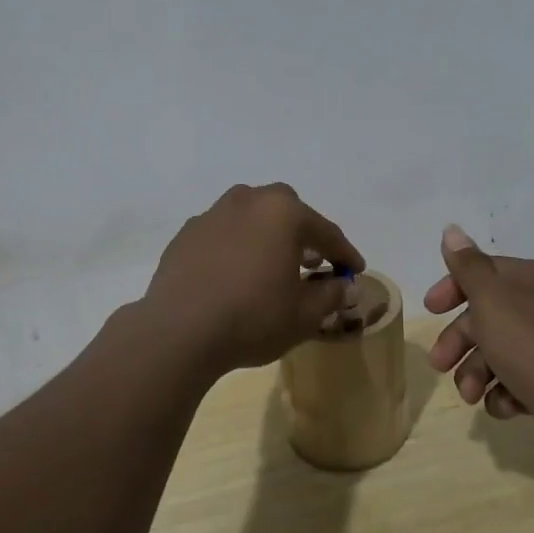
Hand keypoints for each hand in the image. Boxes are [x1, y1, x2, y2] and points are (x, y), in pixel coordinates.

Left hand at [143, 184, 366, 373]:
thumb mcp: (304, 314)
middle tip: (312, 261)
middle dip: (303, 233)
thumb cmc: (252, 318)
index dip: (344, 253)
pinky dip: (236, 246)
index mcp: (283, 213)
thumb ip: (331, 295)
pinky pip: (222, 232)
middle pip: (285, 210)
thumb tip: (346, 286)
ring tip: (272, 264)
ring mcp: (212, 214)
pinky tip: (235, 273)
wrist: (179, 331)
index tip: (355, 270)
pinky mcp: (185, 234)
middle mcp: (247, 201)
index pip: (325, 231)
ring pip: (250, 215)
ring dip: (267, 234)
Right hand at [425, 225, 533, 425]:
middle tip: (439, 363)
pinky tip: (504, 406)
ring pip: (497, 351)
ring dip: (475, 372)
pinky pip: (515, 380)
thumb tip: (452, 229)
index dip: (453, 288)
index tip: (430, 309)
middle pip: (487, 315)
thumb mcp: (493, 302)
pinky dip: (502, 393)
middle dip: (459, 341)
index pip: (486, 271)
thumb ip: (468, 268)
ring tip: (470, 396)